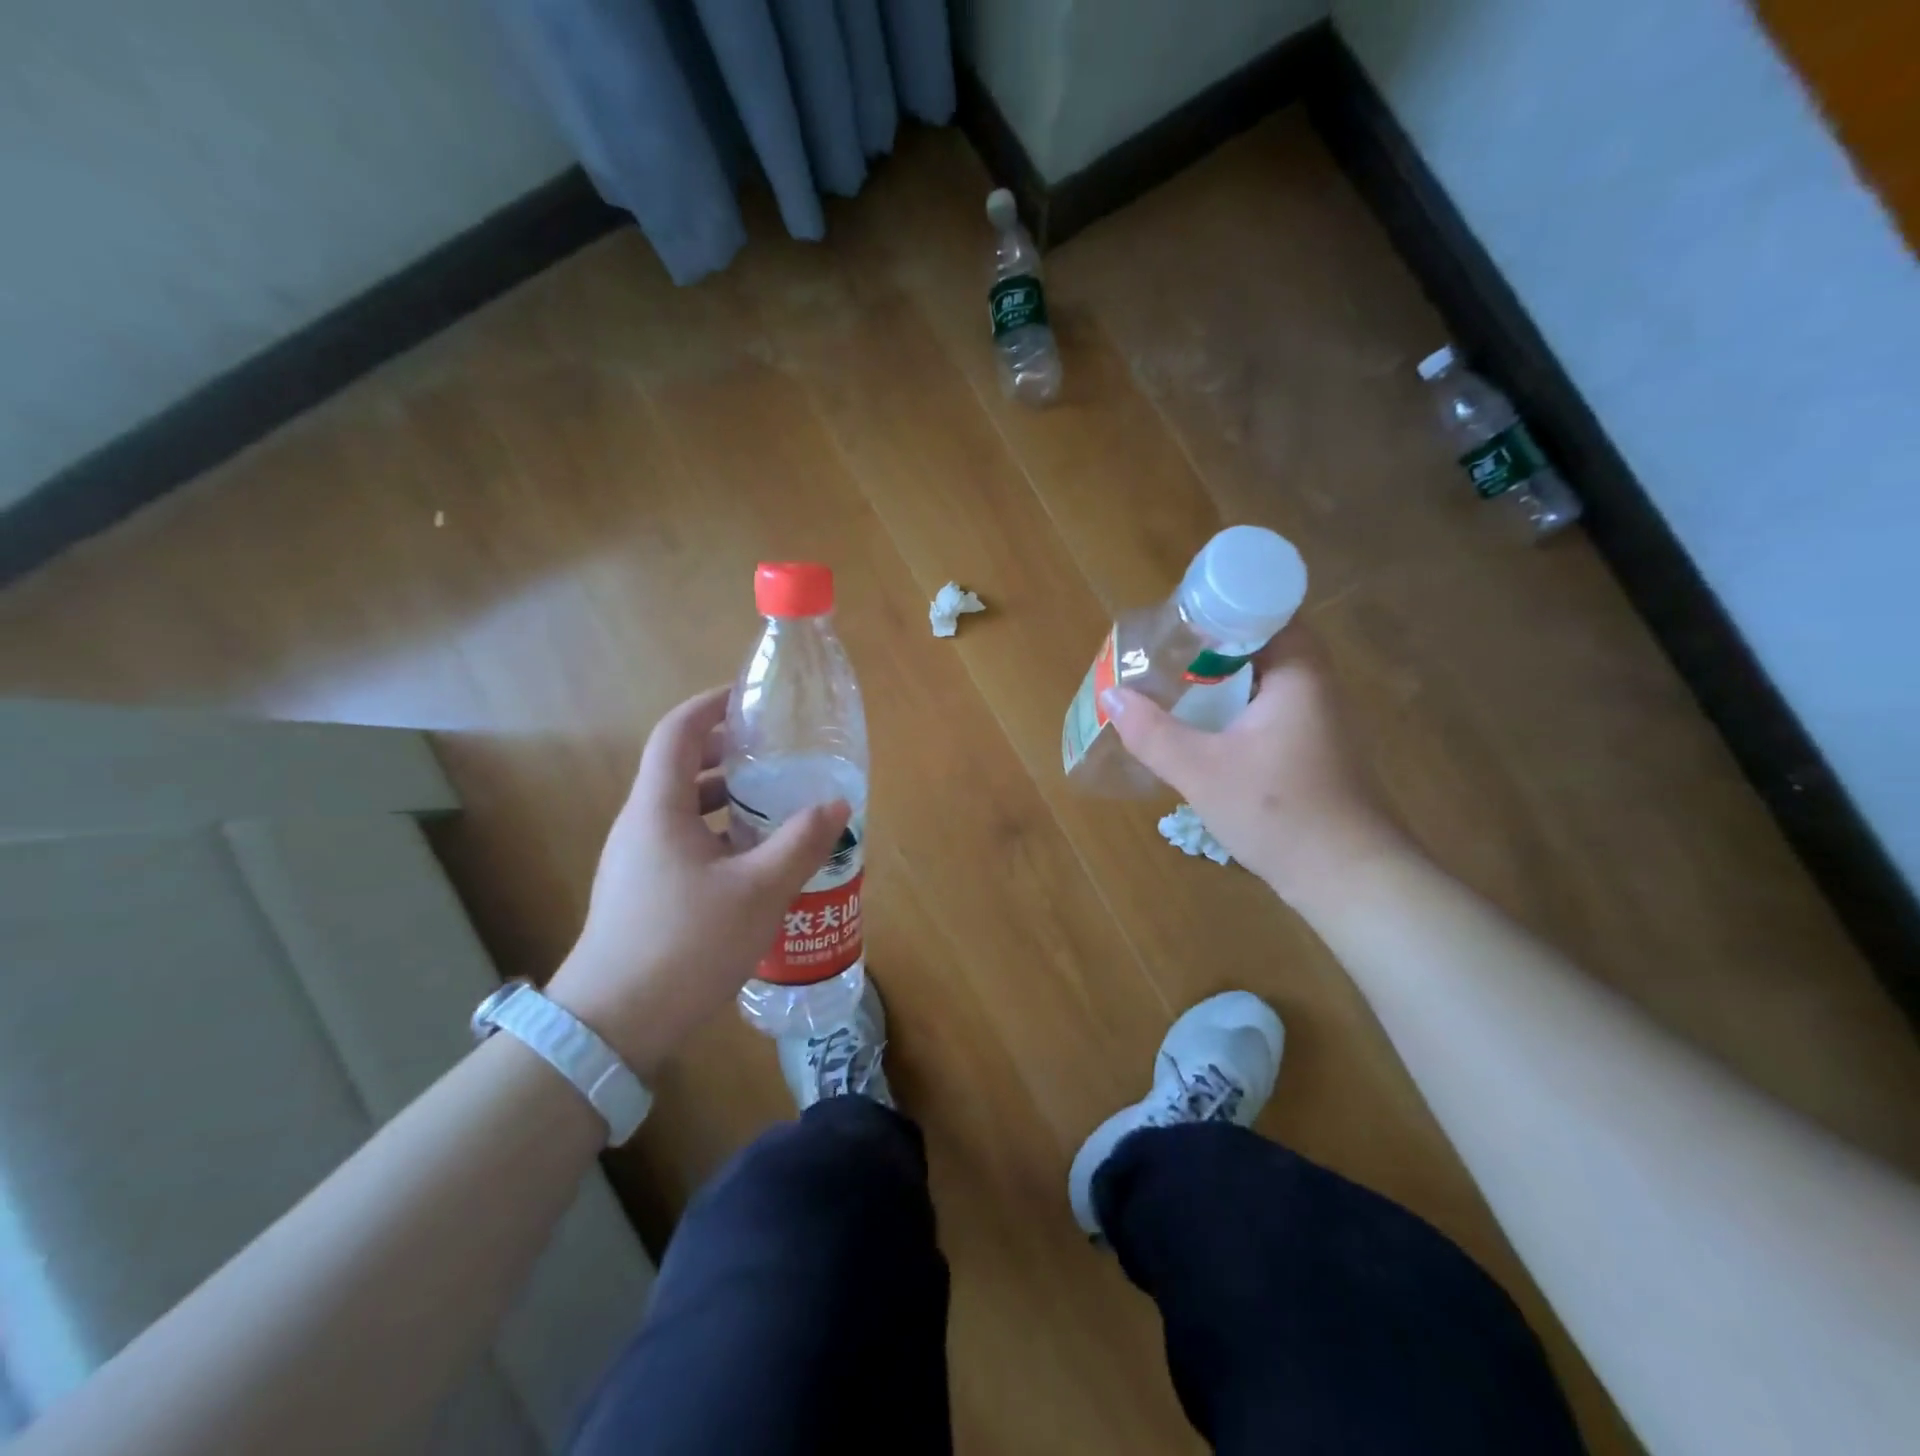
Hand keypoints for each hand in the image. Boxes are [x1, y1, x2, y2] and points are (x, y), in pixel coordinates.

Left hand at [546, 687, 850, 1074]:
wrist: (613, 1024)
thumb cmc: (685, 943)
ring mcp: (636, 861)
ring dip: (725, 797)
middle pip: (680, 767)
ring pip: (682, 809)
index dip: (711, 706)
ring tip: (773, 803)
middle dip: (726, 752)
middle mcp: (640, 825)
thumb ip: (801, 843)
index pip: (678, 732)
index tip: (750, 699)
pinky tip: (753, 860)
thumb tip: (836, 804)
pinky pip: (682, 841)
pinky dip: (717, 833)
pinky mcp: (641, 892)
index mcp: (659, 808)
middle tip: (774, 753)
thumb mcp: (758, 891)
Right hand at [1102, 624, 1409, 906]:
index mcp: (1298, 674)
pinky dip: (1235, 706)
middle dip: (1212, 643)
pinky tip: (1203, 726)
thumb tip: (1111, 694)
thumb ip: (1153, 732)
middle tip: (1163, 649)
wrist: (1349, 879)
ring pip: (1265, 679)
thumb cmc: (1279, 813)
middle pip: (1262, 642)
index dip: (1221, 606)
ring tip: (1173, 681)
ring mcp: (1318, 720)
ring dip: (1223, 677)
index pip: (1267, 610)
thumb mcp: (1202, 771)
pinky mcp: (1313, 749)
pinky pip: (1269, 708)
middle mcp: (1315, 686)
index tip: (1178, 616)